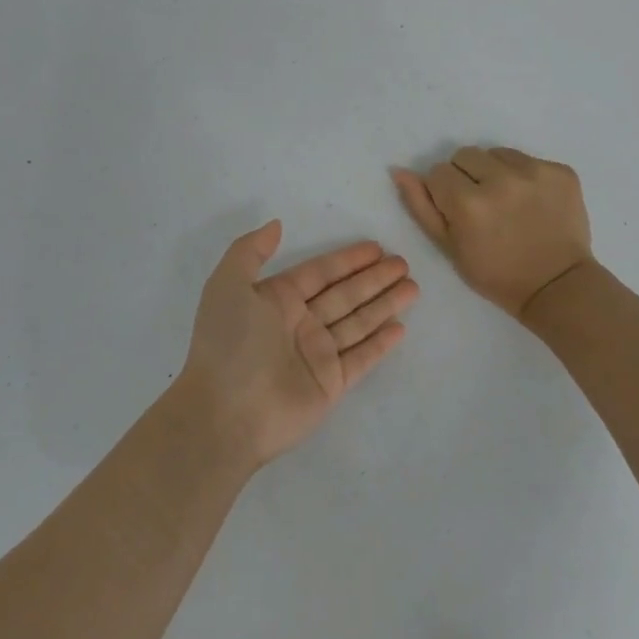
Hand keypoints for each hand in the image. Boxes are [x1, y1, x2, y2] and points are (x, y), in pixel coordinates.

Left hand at [177, 222, 417, 468]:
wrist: (226, 413)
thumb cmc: (229, 343)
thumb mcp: (227, 285)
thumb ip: (250, 251)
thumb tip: (276, 225)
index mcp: (276, 300)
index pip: (320, 273)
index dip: (347, 260)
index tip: (376, 248)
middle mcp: (299, 324)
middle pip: (345, 295)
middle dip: (374, 279)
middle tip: (404, 263)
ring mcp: (316, 355)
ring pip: (358, 322)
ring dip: (384, 305)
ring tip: (413, 287)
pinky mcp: (330, 383)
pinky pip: (361, 358)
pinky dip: (380, 344)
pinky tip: (400, 328)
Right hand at [391, 147, 593, 319]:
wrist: (557, 286)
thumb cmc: (495, 274)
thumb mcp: (448, 248)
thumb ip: (421, 207)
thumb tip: (400, 172)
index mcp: (468, 203)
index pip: (438, 172)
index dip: (443, 192)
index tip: (456, 211)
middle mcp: (501, 180)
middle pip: (466, 155)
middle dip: (466, 176)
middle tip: (481, 206)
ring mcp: (535, 172)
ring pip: (497, 153)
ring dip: (495, 172)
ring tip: (507, 202)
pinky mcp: (561, 171)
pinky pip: (529, 160)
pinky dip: (525, 176)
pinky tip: (531, 202)